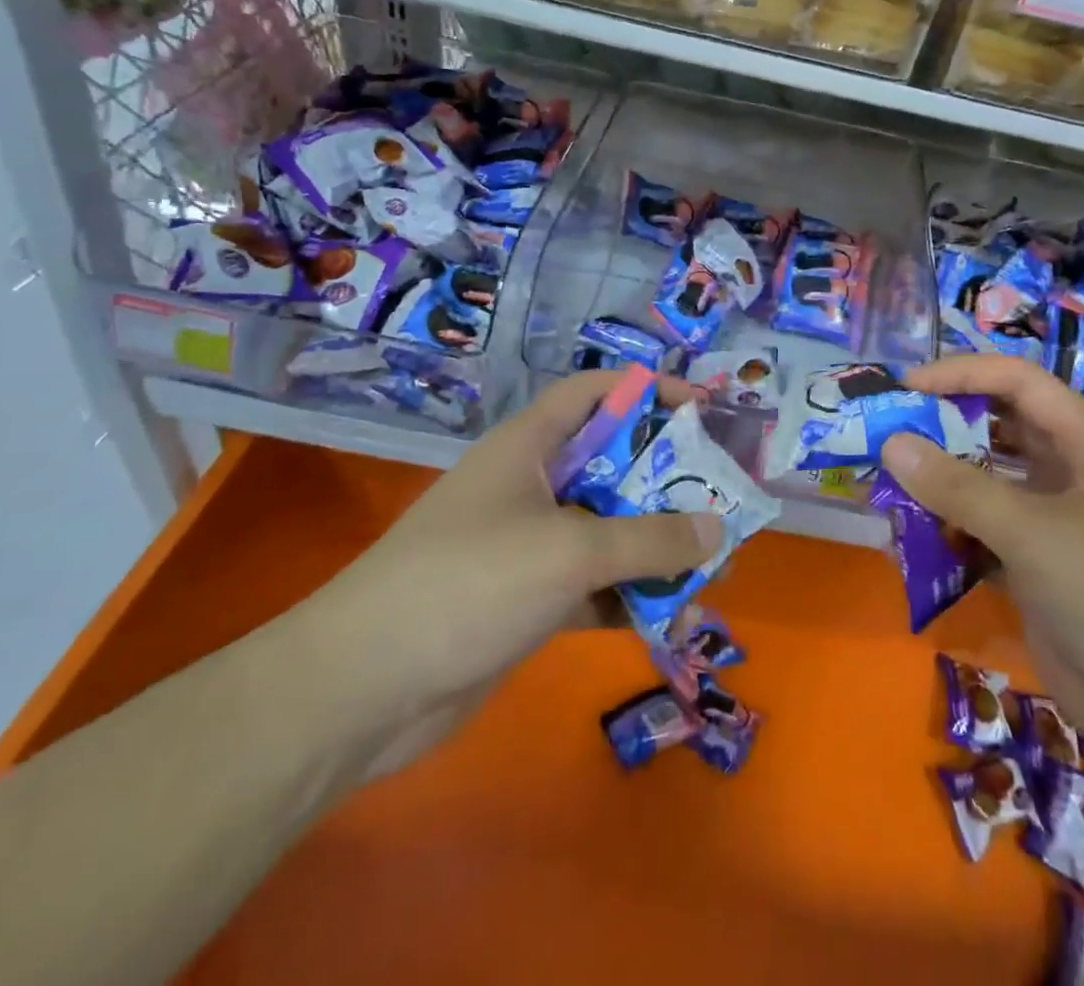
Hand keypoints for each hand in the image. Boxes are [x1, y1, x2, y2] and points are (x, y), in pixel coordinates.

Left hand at [291, 371, 721, 774]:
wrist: (362, 693)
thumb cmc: (468, 584)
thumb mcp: (569, 551)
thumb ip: (649, 539)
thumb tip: (718, 529)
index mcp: (528, 447)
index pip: (594, 393)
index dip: (647, 390)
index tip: (702, 410)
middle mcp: (532, 487)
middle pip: (612, 465)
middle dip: (668, 482)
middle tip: (722, 501)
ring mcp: (530, 546)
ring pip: (609, 531)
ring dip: (657, 548)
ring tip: (712, 569)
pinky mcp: (530, 601)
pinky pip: (597, 585)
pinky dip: (633, 597)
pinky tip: (674, 618)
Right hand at [881, 356, 1083, 761]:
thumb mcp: (1032, 532)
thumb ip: (957, 487)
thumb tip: (891, 443)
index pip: (1017, 381)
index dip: (962, 374)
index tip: (905, 387)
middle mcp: (1069, 470)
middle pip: (998, 425)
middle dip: (944, 425)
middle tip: (887, 431)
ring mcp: (1051, 517)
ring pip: (985, 478)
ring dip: (940, 479)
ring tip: (889, 482)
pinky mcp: (1034, 561)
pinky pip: (980, 526)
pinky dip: (947, 526)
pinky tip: (912, 536)